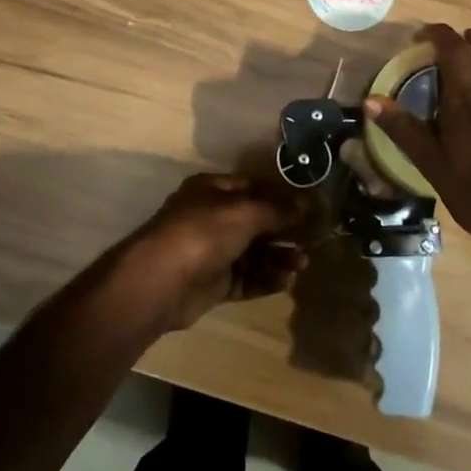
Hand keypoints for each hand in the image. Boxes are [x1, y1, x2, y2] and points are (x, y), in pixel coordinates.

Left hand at [115, 174, 308, 332]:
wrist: (159, 282)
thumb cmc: (202, 233)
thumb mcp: (244, 212)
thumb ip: (277, 209)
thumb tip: (307, 203)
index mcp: (213, 190)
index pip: (253, 187)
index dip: (281, 196)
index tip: (310, 207)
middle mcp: (212, 217)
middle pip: (255, 221)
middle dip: (283, 230)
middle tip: (312, 240)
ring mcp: (212, 251)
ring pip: (253, 252)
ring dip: (278, 257)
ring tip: (302, 264)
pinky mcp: (213, 282)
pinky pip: (246, 277)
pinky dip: (266, 278)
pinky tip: (286, 281)